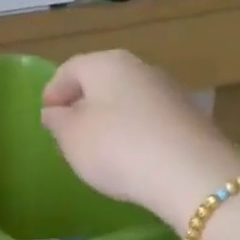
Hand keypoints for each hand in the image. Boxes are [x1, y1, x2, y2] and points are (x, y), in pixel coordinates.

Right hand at [39, 51, 239, 226]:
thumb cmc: (117, 148)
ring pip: (128, 100)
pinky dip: (138, 133)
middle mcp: (140, 67)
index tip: (46, 120)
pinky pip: (152, 120)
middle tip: (71, 134)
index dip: (52, 93)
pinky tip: (134, 158)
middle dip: (84, 105)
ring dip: (112, 119)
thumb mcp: (71, 138)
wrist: (192, 176)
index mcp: (105, 63)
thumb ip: (57, 121)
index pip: (69, 70)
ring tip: (102, 150)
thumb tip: (57, 112)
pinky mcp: (192, 117)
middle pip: (102, 82)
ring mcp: (170, 91)